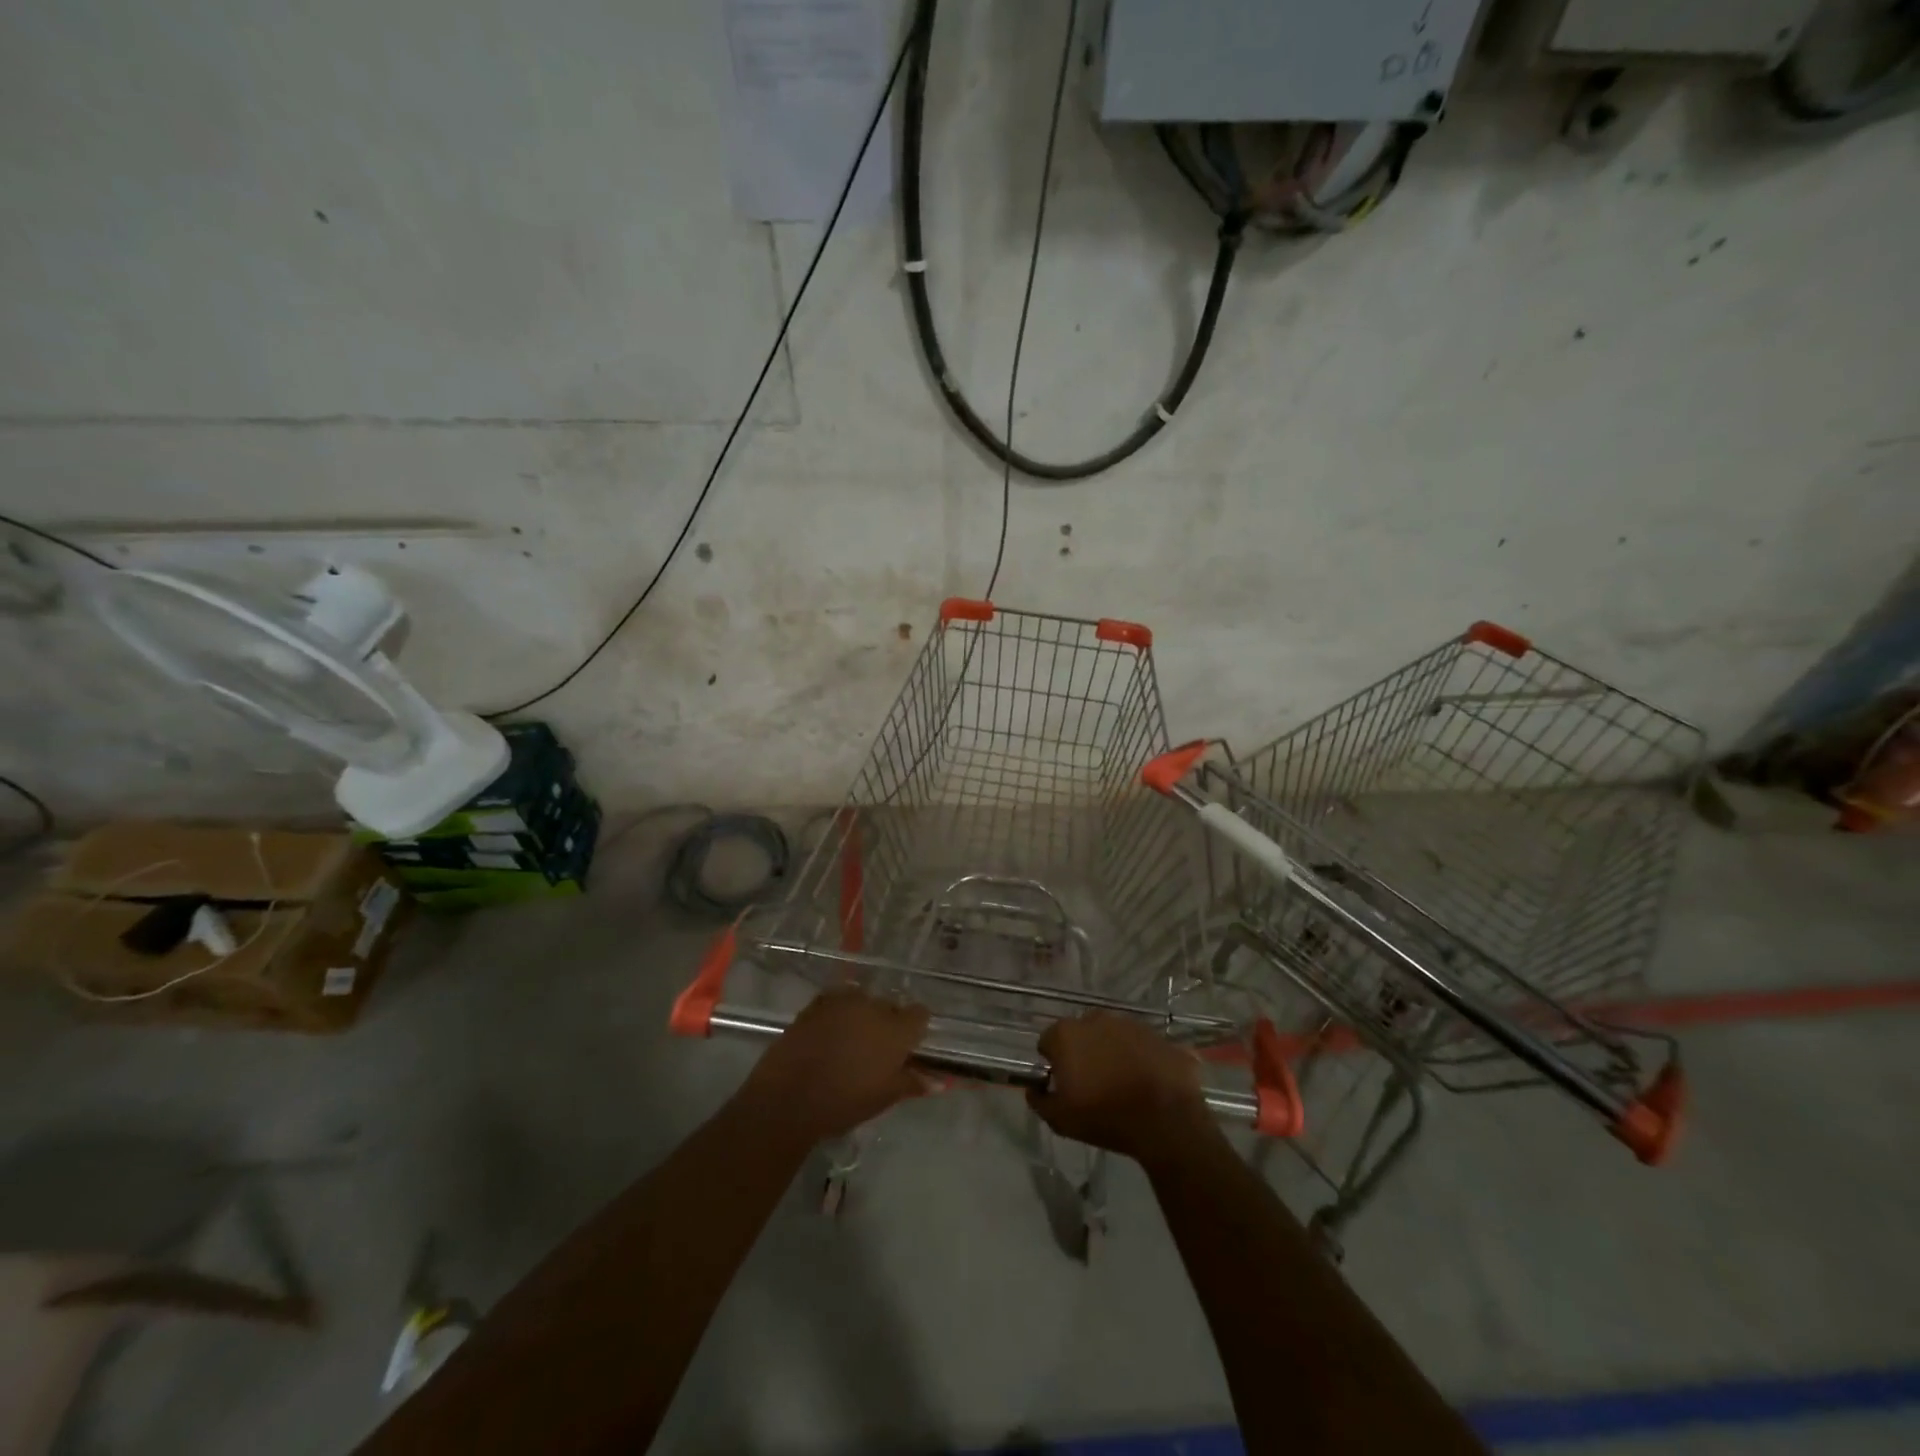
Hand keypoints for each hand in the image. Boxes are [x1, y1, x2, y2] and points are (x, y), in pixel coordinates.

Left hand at [739, 987, 930, 1145]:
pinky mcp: (816, 1003)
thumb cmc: (844, 1102)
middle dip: (886, 1023)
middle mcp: (873, 1007)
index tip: (907, 1045)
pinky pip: (835, 1002)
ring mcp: (843, 1002)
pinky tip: (827, 1034)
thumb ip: (911, 1082)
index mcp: (896, 1029)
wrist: (789, 1097)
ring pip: (862, 1001)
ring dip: (860, 1016)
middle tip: (875, 1050)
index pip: (920, 1014)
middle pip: (889, 1006)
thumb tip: (936, 1081)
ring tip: (848, 1041)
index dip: (915, 1028)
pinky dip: (836, 1014)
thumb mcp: (884, 1098)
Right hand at [1028, 1013, 1213, 1165]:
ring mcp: (1130, 1024)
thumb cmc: (1105, 1117)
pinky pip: (1141, 1045)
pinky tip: (1147, 1082)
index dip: (1053, 1063)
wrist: (1166, 1121)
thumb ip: (1040, 1101)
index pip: (1048, 1042)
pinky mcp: (1157, 1034)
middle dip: (1083, 1052)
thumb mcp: (1061, 1120)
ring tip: (1123, 1084)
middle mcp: (1096, 1019)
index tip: (1064, 1084)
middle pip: (1081, 1034)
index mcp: (1067, 1034)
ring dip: (1112, 1052)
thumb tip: (1034, 1090)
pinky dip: (1140, 1058)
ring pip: (1112, 1036)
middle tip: (1092, 1084)